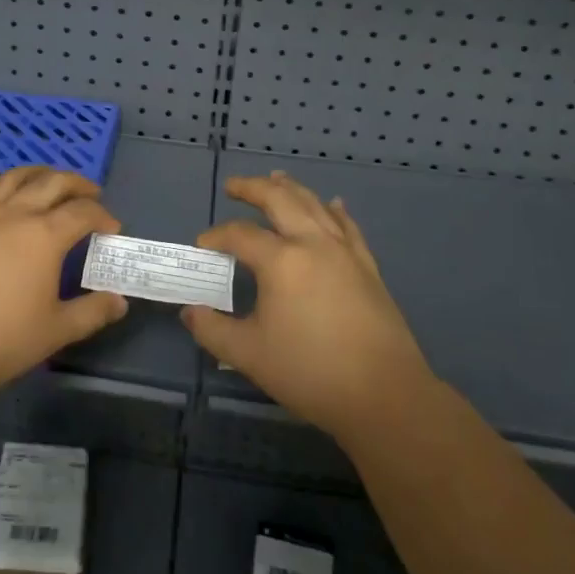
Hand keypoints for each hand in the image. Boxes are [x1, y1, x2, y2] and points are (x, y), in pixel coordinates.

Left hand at [0, 165, 129, 400]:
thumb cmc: (0, 338)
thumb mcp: (55, 331)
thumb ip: (91, 313)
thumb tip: (119, 303)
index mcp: (45, 236)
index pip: (83, 213)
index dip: (102, 216)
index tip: (111, 229)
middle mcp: (15, 215)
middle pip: (52, 184)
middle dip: (77, 184)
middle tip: (90, 194)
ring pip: (11, 180)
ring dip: (35, 173)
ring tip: (47, 178)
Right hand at [185, 171, 429, 441]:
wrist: (385, 395)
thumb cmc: (310, 372)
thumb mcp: (249, 355)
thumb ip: (213, 330)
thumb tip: (190, 311)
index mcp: (281, 261)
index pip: (240, 235)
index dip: (216, 237)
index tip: (202, 246)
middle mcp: (313, 243)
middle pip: (279, 200)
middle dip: (253, 188)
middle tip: (233, 186)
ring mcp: (344, 251)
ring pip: (314, 205)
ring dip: (291, 188)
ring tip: (276, 178)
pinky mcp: (367, 266)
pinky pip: (347, 226)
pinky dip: (334, 210)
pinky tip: (333, 204)